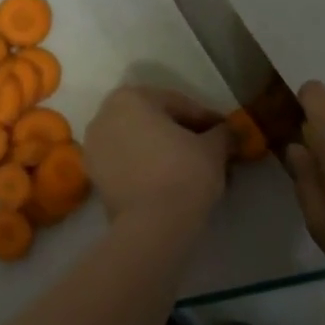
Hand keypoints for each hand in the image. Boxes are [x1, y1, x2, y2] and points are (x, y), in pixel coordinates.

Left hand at [83, 86, 232, 226]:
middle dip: (185, 137)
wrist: (152, 226)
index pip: (180, 105)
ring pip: (141, 144)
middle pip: (157, 122)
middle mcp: (105, 116)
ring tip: (196, 172)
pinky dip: (151, 169)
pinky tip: (175, 184)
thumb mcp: (214, 148)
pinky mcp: (95, 178)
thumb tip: (229, 133)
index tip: (227, 135)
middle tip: (213, 153)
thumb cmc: (184, 173)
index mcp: (131, 98)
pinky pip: (129, 164)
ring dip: (168, 153)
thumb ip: (223, 133)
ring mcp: (94, 148)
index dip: (208, 121)